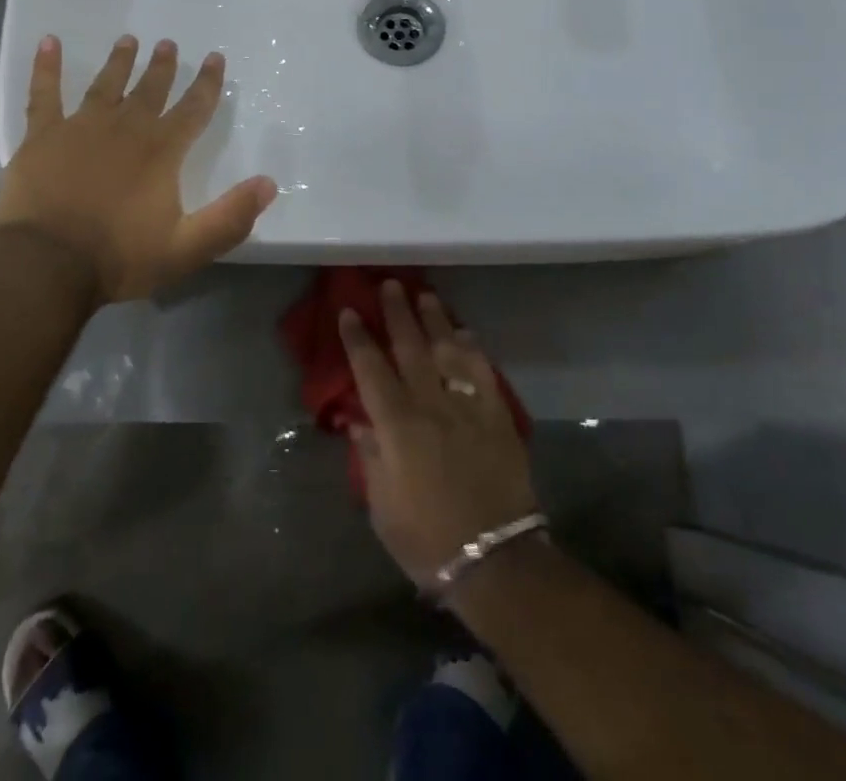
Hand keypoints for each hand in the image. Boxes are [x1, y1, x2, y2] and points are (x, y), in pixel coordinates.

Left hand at [0, 34, 277, 304]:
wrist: (47, 263)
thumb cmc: (119, 256)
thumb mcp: (187, 248)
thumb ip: (230, 217)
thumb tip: (269, 184)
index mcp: (161, 151)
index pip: (193, 109)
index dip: (207, 83)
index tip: (215, 58)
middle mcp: (126, 128)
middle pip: (150, 89)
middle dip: (162, 66)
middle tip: (168, 44)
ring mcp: (81, 127)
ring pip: (106, 84)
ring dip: (119, 62)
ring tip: (128, 40)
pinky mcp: (43, 136)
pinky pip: (45, 93)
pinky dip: (46, 67)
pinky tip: (48, 42)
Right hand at [341, 281, 538, 588]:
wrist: (496, 561)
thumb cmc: (427, 539)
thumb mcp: (381, 505)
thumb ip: (369, 455)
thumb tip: (357, 419)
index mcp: (396, 425)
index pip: (370, 369)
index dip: (357, 338)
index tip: (348, 311)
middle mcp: (430, 405)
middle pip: (410, 347)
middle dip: (397, 313)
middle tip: (389, 284)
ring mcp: (466, 406)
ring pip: (447, 349)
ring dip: (434, 319)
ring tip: (424, 295)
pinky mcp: (497, 415)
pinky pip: (482, 371)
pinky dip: (472, 347)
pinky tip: (464, 332)